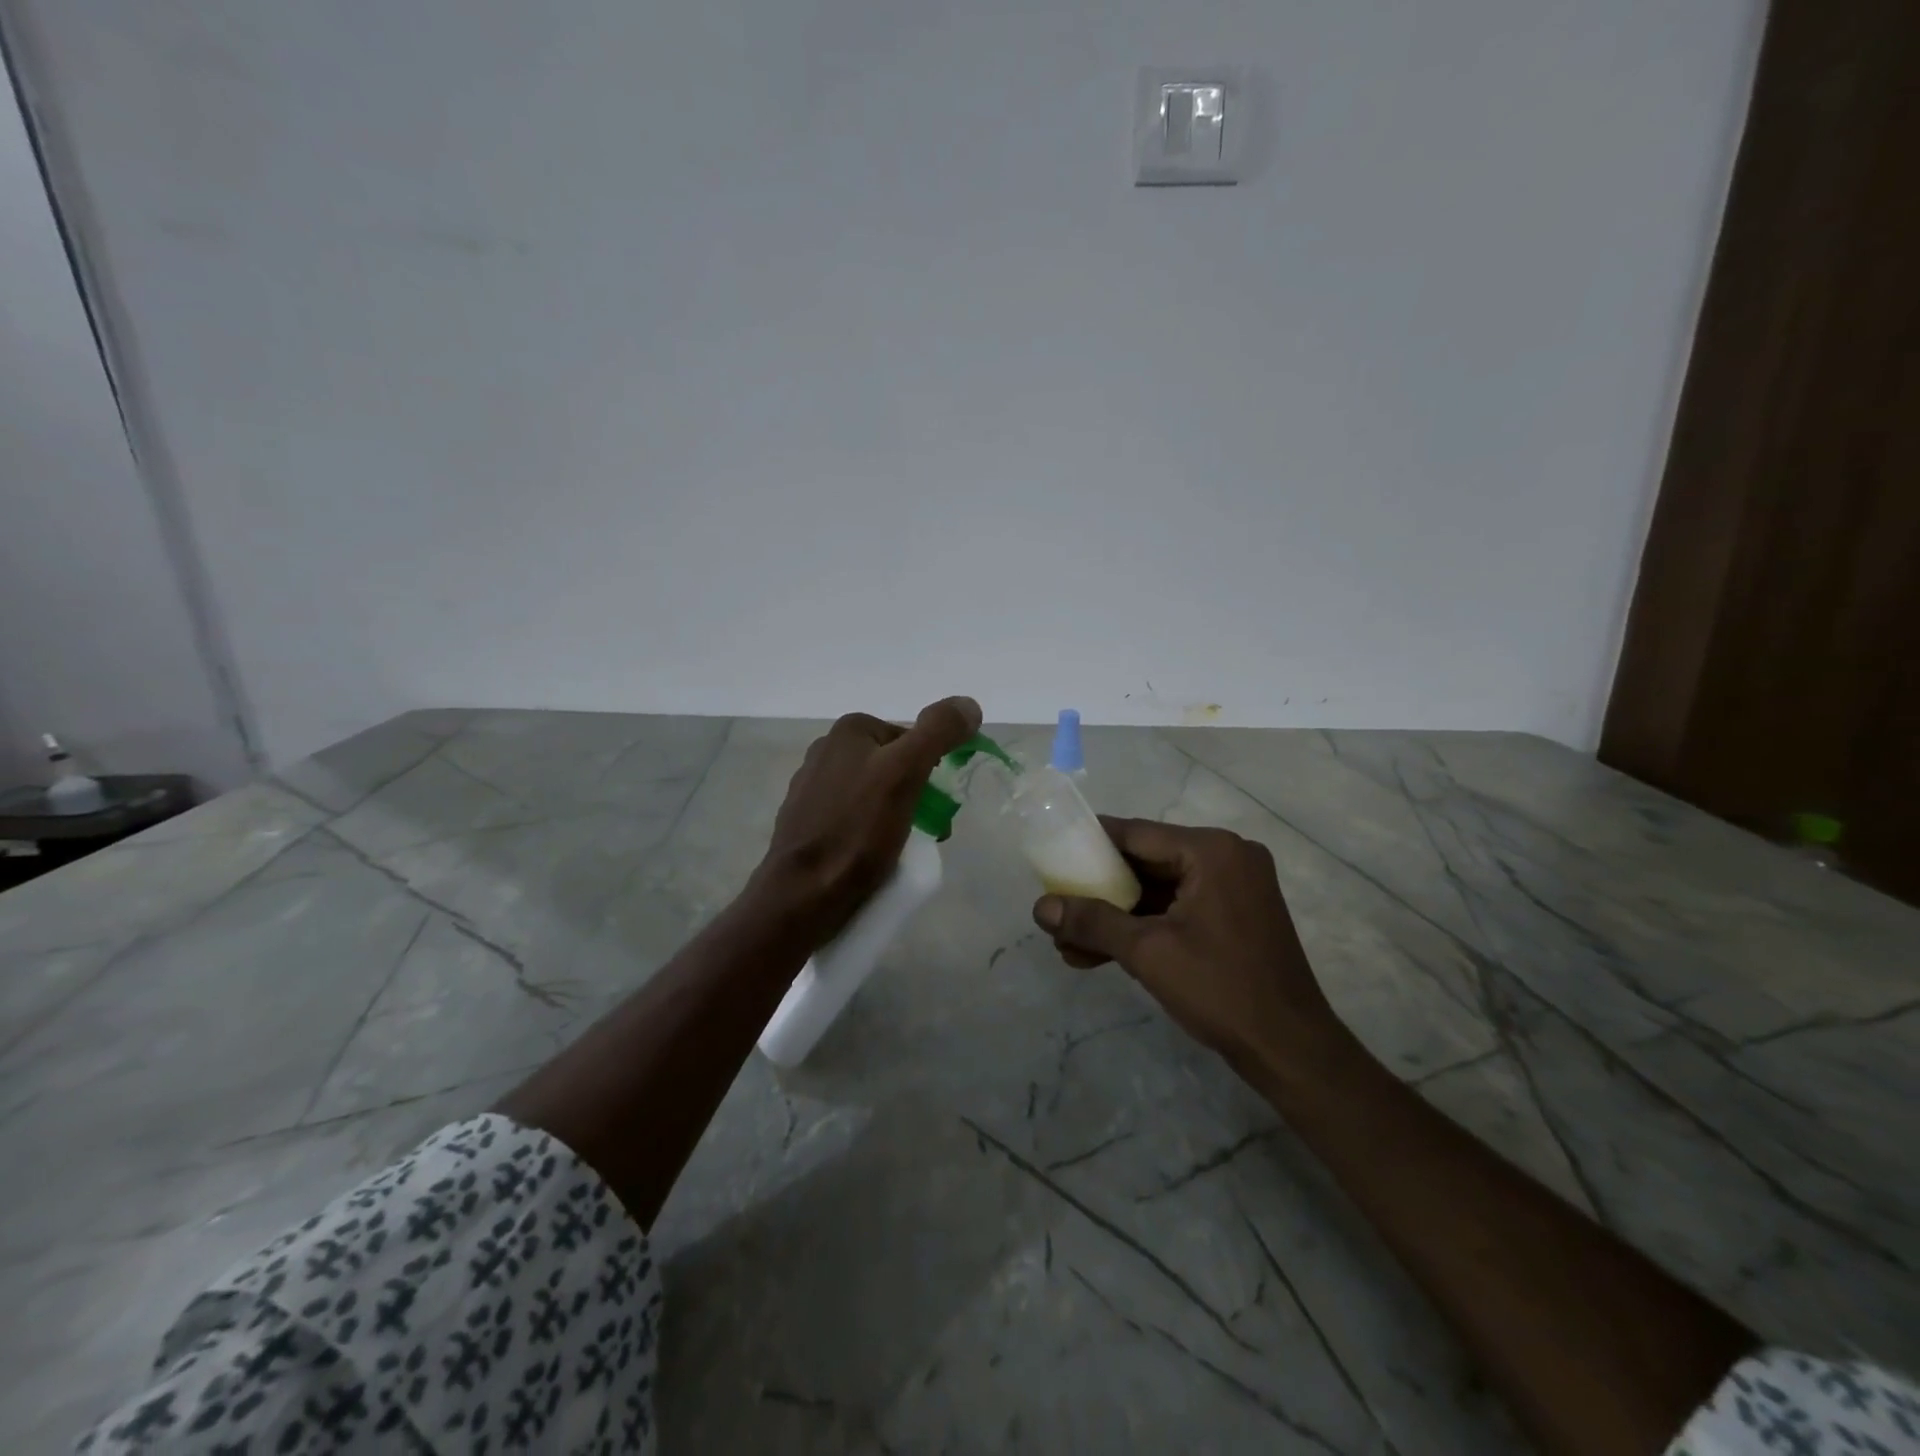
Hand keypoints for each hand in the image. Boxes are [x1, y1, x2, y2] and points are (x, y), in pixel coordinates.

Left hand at [754, 696, 982, 945]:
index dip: (932, 771)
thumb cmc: (857, 830)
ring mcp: (811, 788)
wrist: (803, 894)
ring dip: (897, 818)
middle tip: (929, 833)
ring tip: (902, 852)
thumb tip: (969, 705)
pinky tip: (873, 859)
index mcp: (848, 731)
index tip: (938, 808)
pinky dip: (870, 835)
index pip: (911, 740)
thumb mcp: (906, 772)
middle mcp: (825, 751)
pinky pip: (853, 820)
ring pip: (874, 796)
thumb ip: (938, 731)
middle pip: (893, 768)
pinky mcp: (806, 822)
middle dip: (916, 797)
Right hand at [1032, 819, 1342, 1069]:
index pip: (1135, 834)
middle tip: (1057, 909)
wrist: (1290, 1051)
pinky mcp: (1234, 917)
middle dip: (1099, 892)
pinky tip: (1100, 955)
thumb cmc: (1221, 989)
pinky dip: (1142, 929)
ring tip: (1068, 945)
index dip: (1089, 844)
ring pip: (1158, 892)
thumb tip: (1040, 907)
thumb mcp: (1147, 952)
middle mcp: (1226, 858)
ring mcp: (1233, 888)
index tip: (1051, 855)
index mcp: (1212, 851)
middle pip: (1145, 862)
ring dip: (1115, 917)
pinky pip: (1176, 910)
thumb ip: (1092, 922)